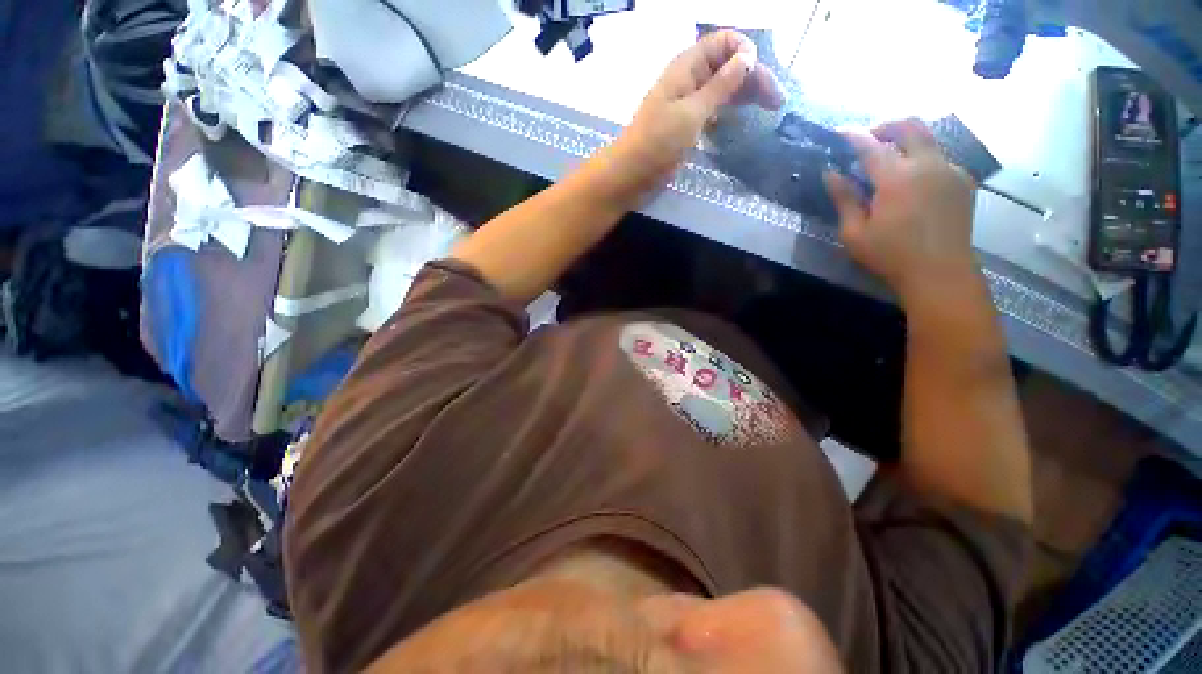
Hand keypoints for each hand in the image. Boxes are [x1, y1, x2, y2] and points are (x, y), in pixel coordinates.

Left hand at [604, 30, 783, 194]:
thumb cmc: (657, 143)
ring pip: (722, 88)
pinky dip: (730, 110)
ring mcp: (688, 103)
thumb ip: (720, 85)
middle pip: (728, 65)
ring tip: (769, 109)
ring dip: (745, 94)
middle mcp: (689, 80)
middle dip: (753, 77)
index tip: (761, 78)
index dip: (745, 52)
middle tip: (777, 102)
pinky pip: (713, 108)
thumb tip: (747, 56)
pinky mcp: (686, 125)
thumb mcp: (692, 112)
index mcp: (687, 67)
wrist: (631, 175)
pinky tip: (742, 118)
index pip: (724, 42)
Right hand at [824, 119, 979, 306]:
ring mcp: (950, 170)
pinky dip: (922, 158)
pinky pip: (941, 158)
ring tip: (889, 157)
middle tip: (870, 136)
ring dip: (906, 140)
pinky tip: (912, 180)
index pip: (870, 146)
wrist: (940, 272)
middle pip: (910, 126)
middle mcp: (928, 165)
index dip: (853, 135)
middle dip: (886, 125)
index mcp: (897, 178)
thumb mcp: (854, 233)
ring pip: (929, 138)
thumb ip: (844, 199)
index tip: (839, 131)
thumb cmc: (890, 255)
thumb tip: (831, 174)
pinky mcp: (963, 181)